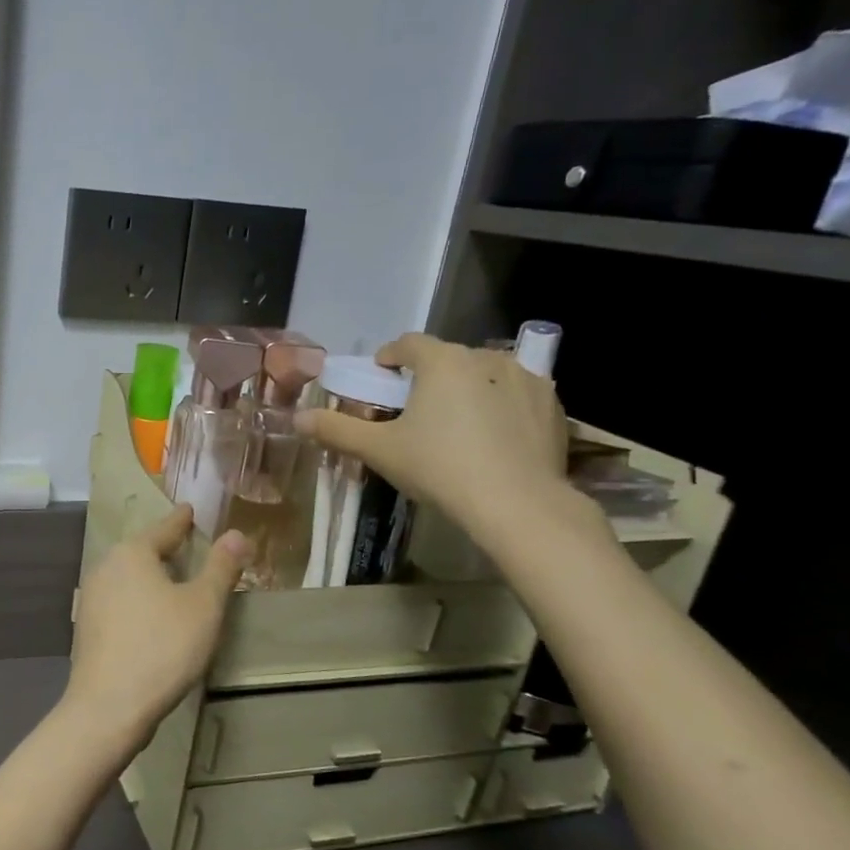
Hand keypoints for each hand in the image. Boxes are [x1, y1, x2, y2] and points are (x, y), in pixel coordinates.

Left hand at [61, 506, 248, 754]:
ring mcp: (91, 599)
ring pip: (128, 577)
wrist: (109, 706)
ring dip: (150, 576)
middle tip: (187, 544)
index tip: (189, 510)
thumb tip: (236, 533)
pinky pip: (120, 602)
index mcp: (132, 553)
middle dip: (164, 548)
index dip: (181, 521)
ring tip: (172, 580)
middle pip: (141, 551)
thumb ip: (221, 568)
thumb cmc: (162, 647)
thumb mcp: (203, 606)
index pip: (164, 529)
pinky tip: (151, 616)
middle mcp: (105, 568)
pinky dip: (138, 600)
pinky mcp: (87, 628)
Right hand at [297, 333, 575, 545]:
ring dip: (466, 390)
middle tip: (413, 413)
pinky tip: (493, 440)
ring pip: (484, 375)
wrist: (518, 505)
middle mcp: (486, 358)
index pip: (407, 344)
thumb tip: (297, 419)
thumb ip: (337, 430)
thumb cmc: (440, 469)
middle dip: (427, 378)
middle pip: (446, 359)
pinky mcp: (552, 405)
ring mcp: (526, 378)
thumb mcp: (379, 451)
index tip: (379, 381)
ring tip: (456, 426)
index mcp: (441, 362)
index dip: (388, 359)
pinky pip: (516, 395)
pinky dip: (500, 407)